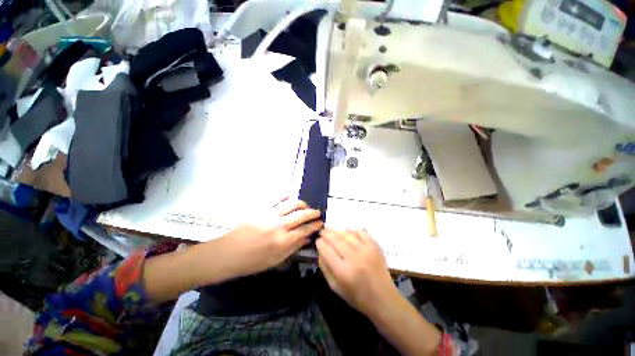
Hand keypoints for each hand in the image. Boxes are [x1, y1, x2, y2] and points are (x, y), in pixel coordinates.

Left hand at [218, 199, 321, 277]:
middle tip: (317, 213)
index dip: (315, 225)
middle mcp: (279, 225)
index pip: (305, 230)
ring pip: (291, 204)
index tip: (320, 223)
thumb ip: (293, 248)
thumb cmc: (252, 261)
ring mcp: (270, 215)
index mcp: (283, 241)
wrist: (228, 253)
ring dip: (302, 204)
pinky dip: (285, 197)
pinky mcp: (261, 209)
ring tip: (306, 206)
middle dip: (312, 213)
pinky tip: (289, 198)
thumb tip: (307, 238)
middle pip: (301, 215)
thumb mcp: (275, 260)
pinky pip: (276, 199)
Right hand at [316, 228, 397, 314]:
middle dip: (326, 233)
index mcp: (343, 272)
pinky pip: (361, 232)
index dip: (320, 243)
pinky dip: (353, 231)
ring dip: (338, 231)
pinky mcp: (375, 246)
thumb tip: (320, 250)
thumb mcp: (335, 287)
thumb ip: (325, 268)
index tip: (318, 241)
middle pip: (336, 239)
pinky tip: (348, 233)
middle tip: (322, 231)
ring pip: (347, 234)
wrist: (383, 298)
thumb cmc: (356, 296)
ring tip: (333, 231)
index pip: (326, 250)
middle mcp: (354, 258)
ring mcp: (366, 250)